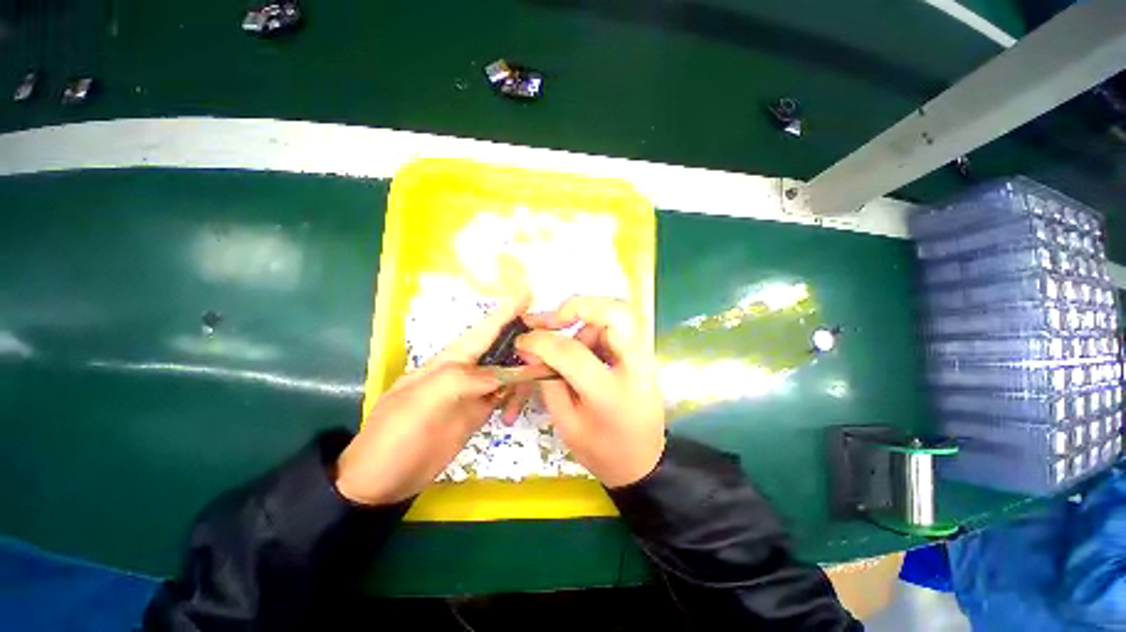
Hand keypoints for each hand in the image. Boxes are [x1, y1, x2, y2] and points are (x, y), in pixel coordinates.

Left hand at [335, 294, 528, 505]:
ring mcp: (476, 391)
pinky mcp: (480, 411)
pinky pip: (506, 395)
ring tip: (517, 405)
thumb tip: (503, 374)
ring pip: (510, 373)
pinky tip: (514, 413)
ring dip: (524, 379)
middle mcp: (469, 369)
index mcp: (453, 359)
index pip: (486, 328)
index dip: (508, 310)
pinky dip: (517, 398)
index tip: (529, 293)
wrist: (383, 479)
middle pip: (505, 348)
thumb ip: (465, 380)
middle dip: (528, 345)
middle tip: (549, 357)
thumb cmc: (396, 433)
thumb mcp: (424, 400)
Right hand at [518, 297, 665, 487]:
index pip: (573, 352)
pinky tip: (584, 350)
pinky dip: (595, 329)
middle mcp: (636, 366)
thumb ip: (548, 383)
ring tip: (565, 345)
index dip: (542, 341)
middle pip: (616, 312)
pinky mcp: (644, 354)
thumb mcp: (567, 424)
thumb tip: (531, 350)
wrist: (645, 462)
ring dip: (585, 322)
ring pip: (616, 315)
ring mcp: (645, 357)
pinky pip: (617, 327)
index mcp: (611, 393)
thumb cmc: (603, 451)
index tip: (523, 341)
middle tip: (553, 320)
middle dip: (579, 306)